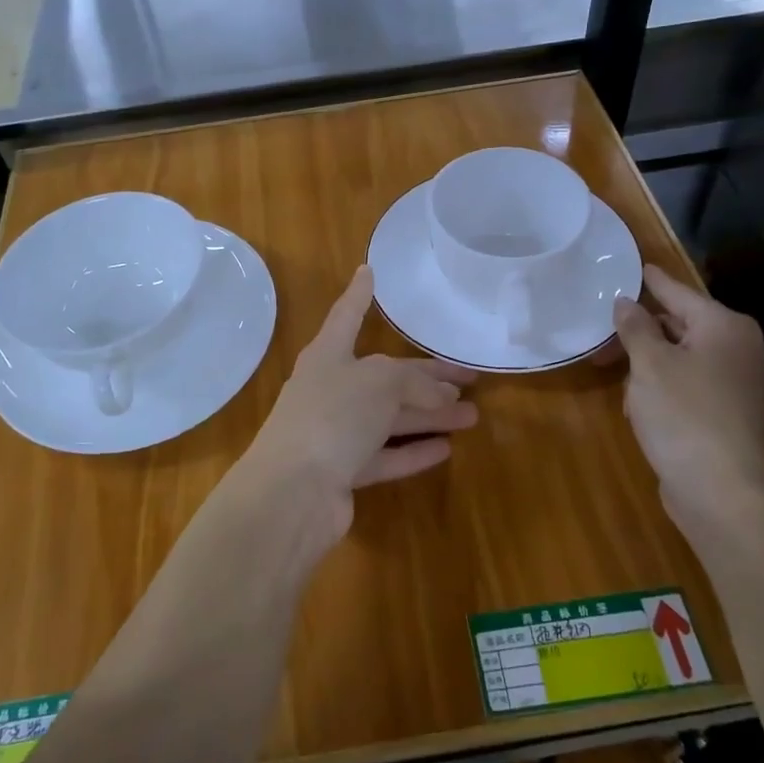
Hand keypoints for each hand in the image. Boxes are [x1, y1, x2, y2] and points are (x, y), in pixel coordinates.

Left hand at [237, 265, 476, 537]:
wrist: (292, 492)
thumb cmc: (332, 416)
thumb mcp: (379, 383)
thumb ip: (412, 382)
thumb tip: (438, 396)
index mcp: (328, 355)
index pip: (347, 315)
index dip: (360, 293)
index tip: (369, 270)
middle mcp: (330, 390)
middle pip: (385, 377)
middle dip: (426, 377)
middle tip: (468, 378)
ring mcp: (335, 433)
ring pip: (390, 418)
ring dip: (430, 416)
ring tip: (472, 415)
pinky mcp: (343, 472)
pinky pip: (385, 455)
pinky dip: (413, 451)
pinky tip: (445, 449)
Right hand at [613, 264, 763, 526]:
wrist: (721, 492)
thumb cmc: (683, 415)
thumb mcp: (649, 364)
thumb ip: (635, 327)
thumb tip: (626, 302)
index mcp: (725, 327)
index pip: (680, 293)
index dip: (654, 281)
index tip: (638, 266)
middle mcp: (739, 349)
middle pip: (680, 325)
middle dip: (641, 329)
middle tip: (604, 332)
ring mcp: (737, 384)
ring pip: (682, 357)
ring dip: (648, 363)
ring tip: (613, 371)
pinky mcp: (728, 414)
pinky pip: (688, 385)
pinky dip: (662, 387)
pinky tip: (636, 404)